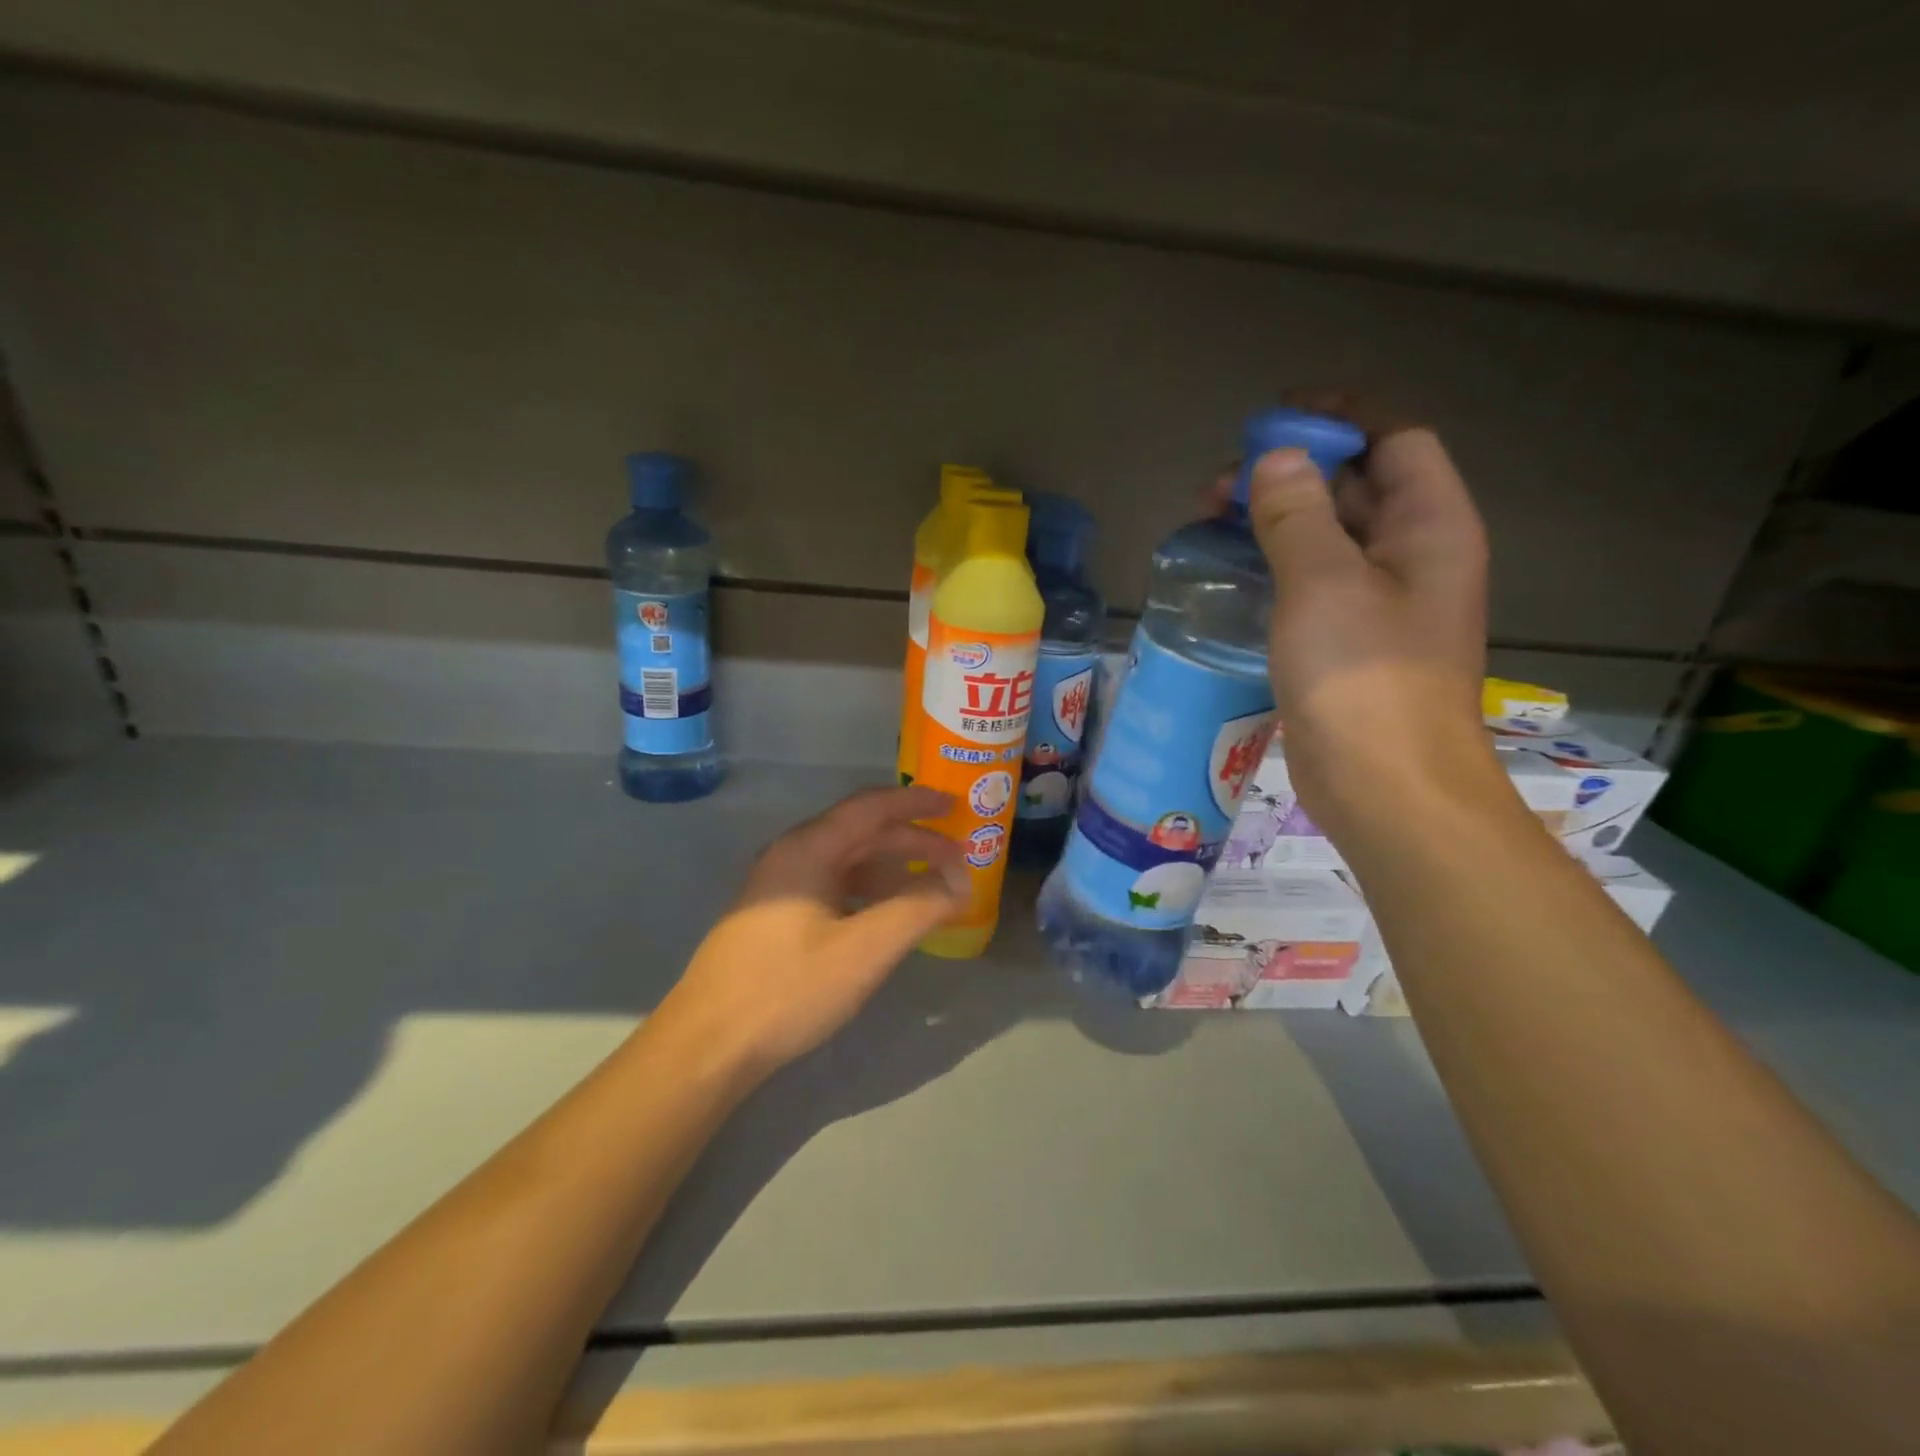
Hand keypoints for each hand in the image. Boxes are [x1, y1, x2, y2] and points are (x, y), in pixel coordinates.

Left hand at [651, 786, 968, 1080]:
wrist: (708, 1046)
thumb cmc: (788, 988)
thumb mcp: (863, 949)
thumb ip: (917, 909)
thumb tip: (960, 882)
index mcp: (808, 849)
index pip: (871, 807)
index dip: (917, 803)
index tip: (955, 806)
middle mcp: (791, 856)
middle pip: (861, 833)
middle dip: (912, 842)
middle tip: (958, 858)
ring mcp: (779, 887)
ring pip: (847, 863)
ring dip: (892, 870)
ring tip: (932, 890)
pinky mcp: (775, 917)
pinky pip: (833, 888)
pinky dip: (869, 893)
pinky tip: (888, 917)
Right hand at [1242, 393, 1494, 832]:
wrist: (1386, 787)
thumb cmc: (1363, 678)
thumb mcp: (1323, 584)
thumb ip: (1297, 514)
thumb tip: (1275, 460)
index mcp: (1430, 526)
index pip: (1395, 439)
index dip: (1340, 418)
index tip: (1274, 418)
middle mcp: (1414, 555)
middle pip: (1356, 486)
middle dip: (1291, 473)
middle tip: (1220, 487)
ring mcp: (1382, 603)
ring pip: (1329, 537)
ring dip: (1276, 521)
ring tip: (1211, 525)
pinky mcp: (1349, 642)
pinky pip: (1313, 583)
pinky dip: (1275, 567)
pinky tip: (1230, 576)